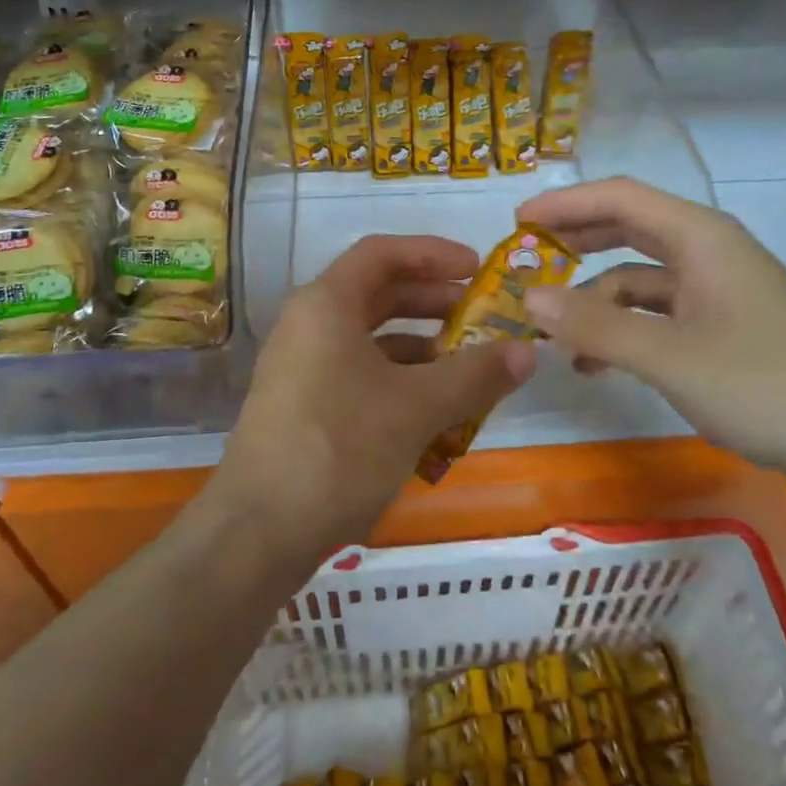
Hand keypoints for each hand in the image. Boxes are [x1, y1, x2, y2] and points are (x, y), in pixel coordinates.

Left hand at [213, 235, 536, 560]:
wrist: (258, 532)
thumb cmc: (340, 448)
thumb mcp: (417, 407)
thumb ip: (474, 375)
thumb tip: (527, 351)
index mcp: (327, 304)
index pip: (382, 253)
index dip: (433, 253)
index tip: (477, 269)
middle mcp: (309, 325)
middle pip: (378, 294)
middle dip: (433, 303)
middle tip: (481, 318)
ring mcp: (302, 368)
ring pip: (371, 340)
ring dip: (421, 349)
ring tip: (467, 371)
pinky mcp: (303, 407)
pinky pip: (359, 376)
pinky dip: (399, 384)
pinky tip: (434, 417)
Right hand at [517, 178, 785, 492]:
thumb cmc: (765, 386)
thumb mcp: (668, 356)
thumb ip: (594, 325)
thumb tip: (527, 298)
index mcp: (700, 236)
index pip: (619, 197)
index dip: (564, 204)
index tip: (516, 222)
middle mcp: (709, 251)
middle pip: (628, 228)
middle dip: (575, 243)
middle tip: (525, 261)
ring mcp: (720, 290)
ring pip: (640, 277)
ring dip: (595, 300)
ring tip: (555, 336)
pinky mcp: (726, 327)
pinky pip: (660, 313)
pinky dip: (624, 328)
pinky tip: (598, 364)